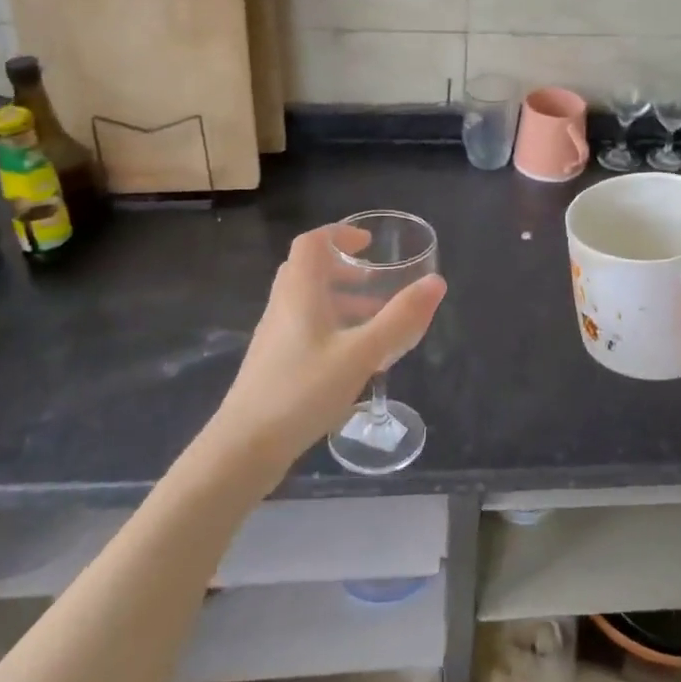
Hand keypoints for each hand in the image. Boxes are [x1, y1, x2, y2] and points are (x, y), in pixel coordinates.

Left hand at [208, 224, 445, 471]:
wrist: (244, 448)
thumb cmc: (302, 391)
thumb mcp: (361, 354)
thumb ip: (400, 318)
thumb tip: (436, 282)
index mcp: (300, 293)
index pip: (312, 243)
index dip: (339, 234)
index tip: (368, 243)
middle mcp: (283, 307)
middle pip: (309, 270)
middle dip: (344, 268)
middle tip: (376, 281)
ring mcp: (275, 336)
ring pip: (308, 302)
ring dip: (341, 300)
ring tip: (375, 320)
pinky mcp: (274, 363)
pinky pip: (305, 328)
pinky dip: (332, 326)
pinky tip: (354, 357)